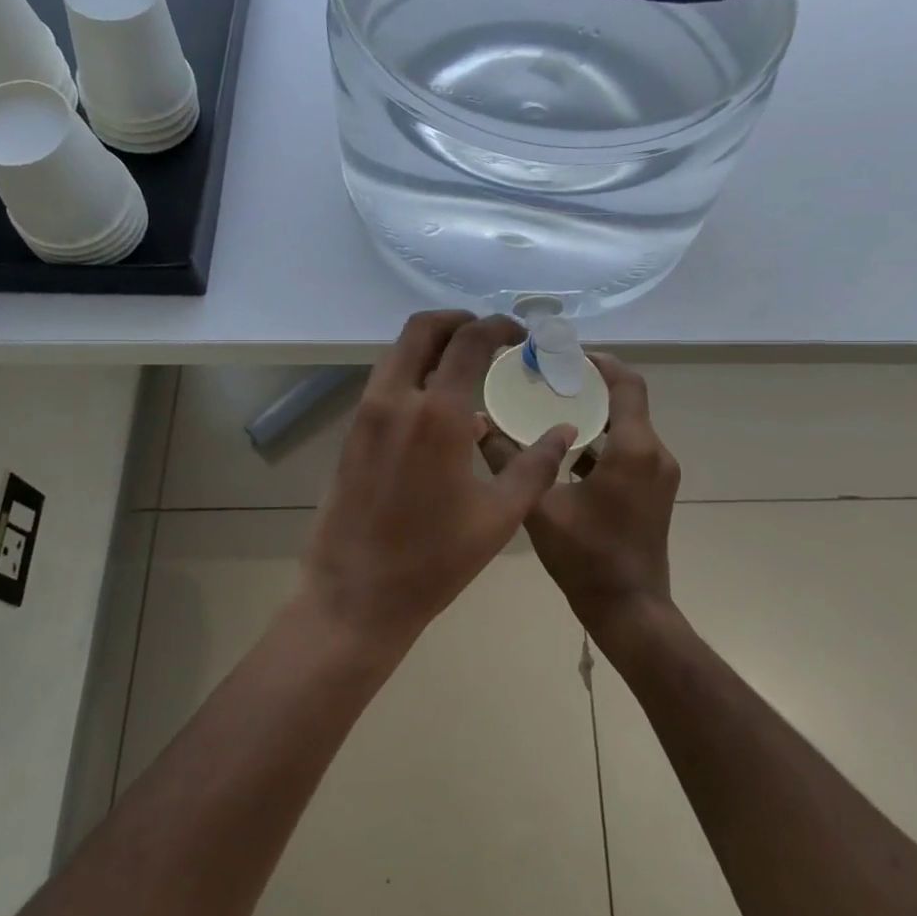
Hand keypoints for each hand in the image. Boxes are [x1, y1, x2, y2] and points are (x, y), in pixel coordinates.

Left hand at [303, 310, 577, 654]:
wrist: (356, 594)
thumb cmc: (434, 560)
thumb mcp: (499, 516)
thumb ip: (536, 466)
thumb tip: (564, 432)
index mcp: (436, 415)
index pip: (468, 342)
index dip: (497, 327)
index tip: (519, 335)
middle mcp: (395, 400)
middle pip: (421, 329)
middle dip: (458, 321)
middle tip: (488, 335)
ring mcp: (367, 414)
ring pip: (398, 352)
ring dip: (432, 344)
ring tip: (466, 364)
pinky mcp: (352, 433)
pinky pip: (385, 382)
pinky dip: (412, 371)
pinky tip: (437, 404)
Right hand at [479, 355, 680, 642]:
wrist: (629, 610)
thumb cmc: (587, 558)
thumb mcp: (539, 507)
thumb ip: (508, 461)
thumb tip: (477, 425)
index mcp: (634, 449)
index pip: (626, 383)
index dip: (599, 362)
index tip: (564, 355)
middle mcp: (655, 453)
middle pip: (627, 401)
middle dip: (590, 385)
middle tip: (548, 379)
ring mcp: (659, 474)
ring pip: (628, 427)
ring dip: (595, 414)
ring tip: (551, 408)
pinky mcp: (654, 491)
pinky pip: (630, 450)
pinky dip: (602, 441)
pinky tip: (566, 450)